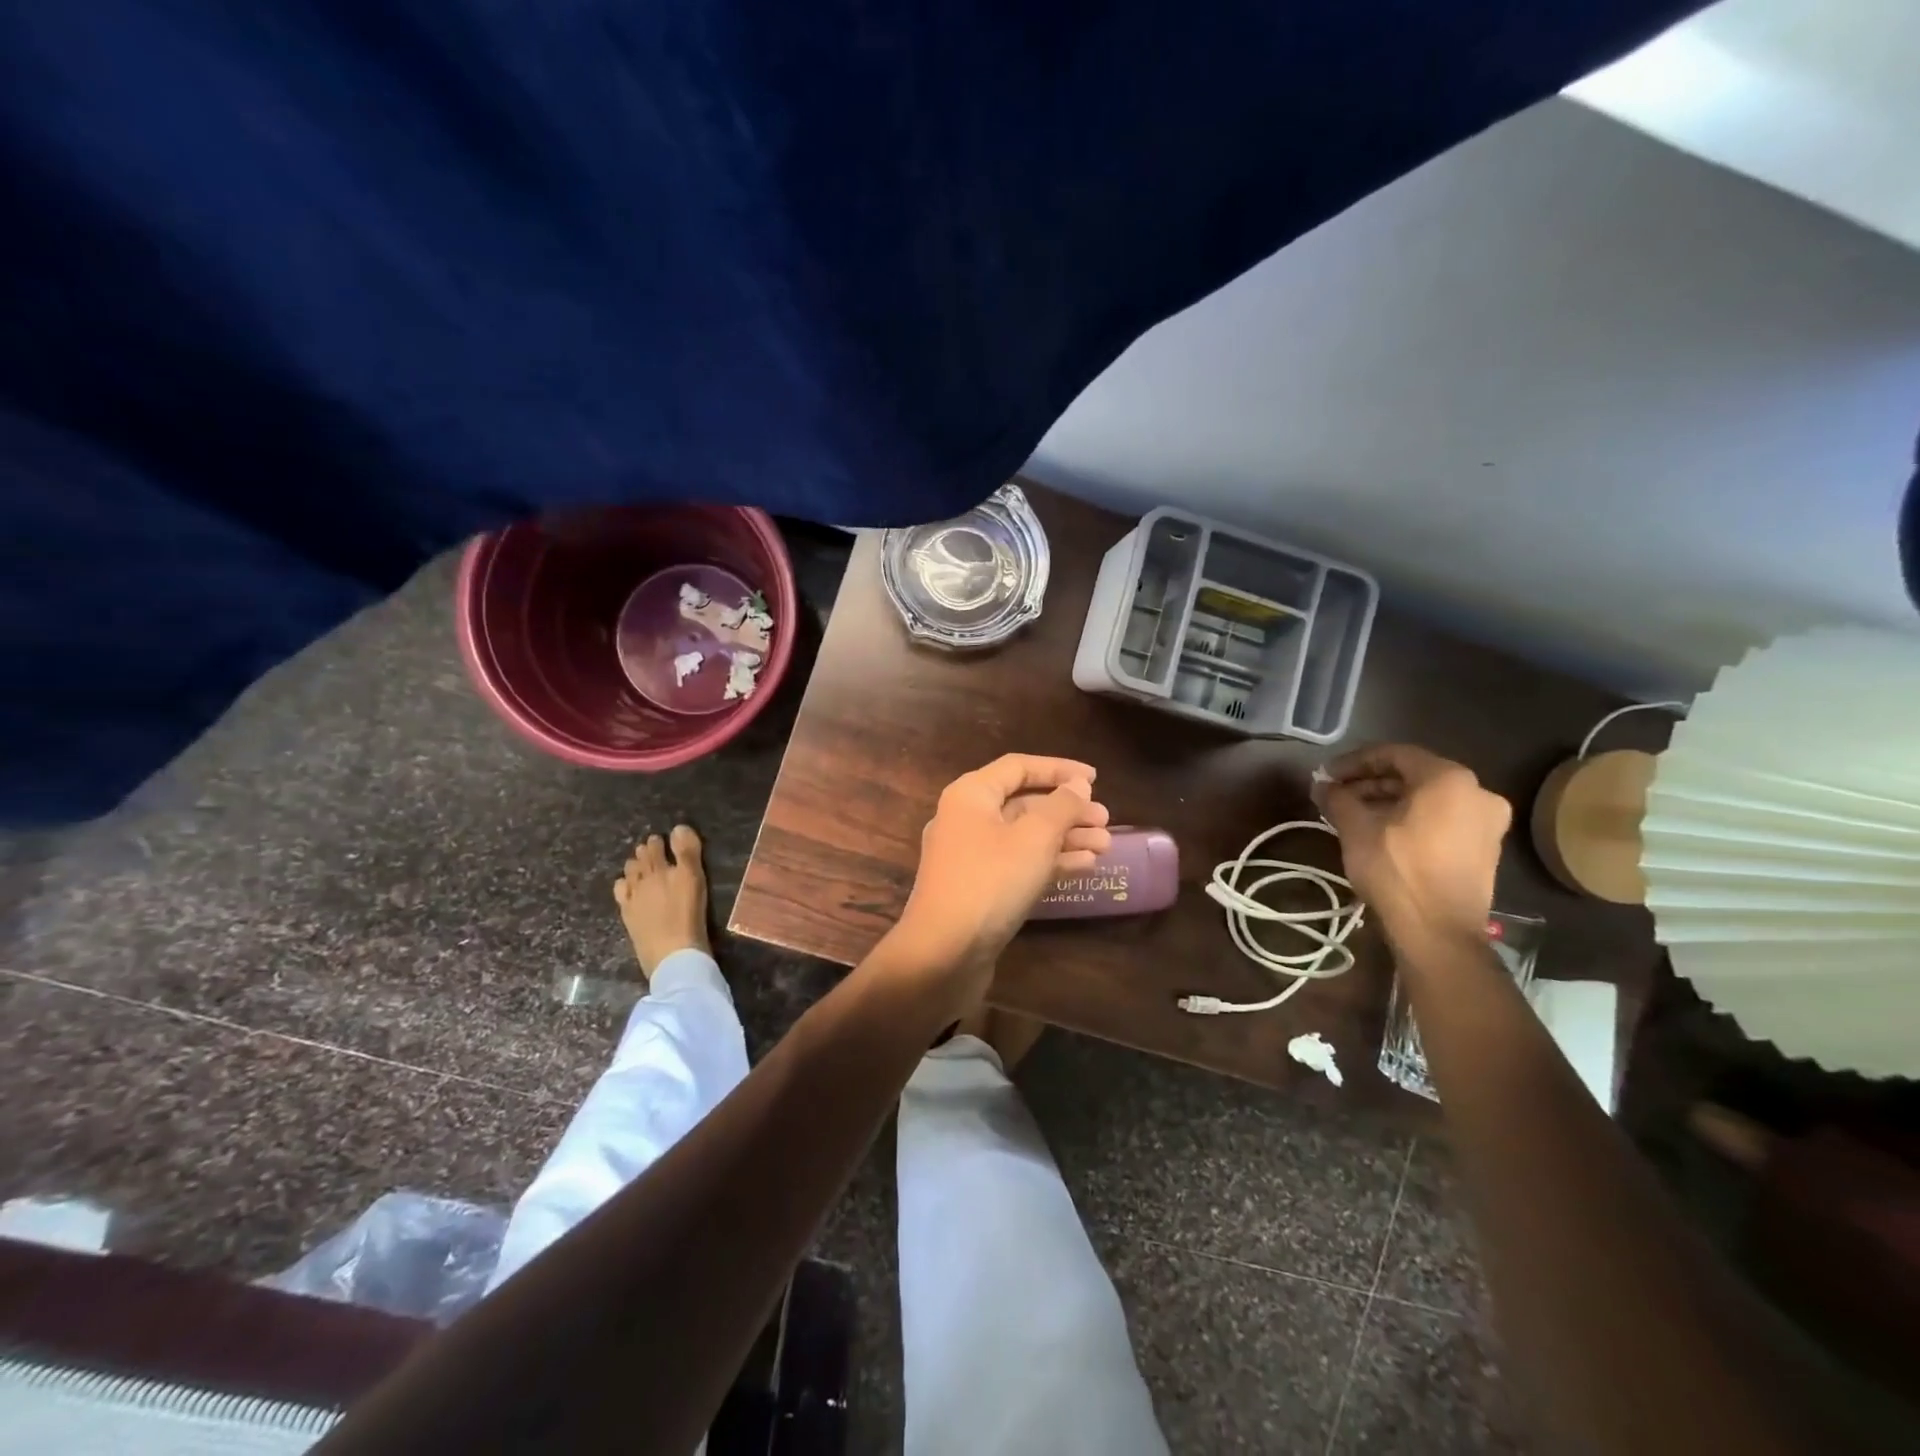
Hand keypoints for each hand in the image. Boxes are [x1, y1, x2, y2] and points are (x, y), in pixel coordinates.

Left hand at [893, 754, 1112, 983]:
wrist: (943, 954)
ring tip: (1105, 845)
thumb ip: (1061, 806)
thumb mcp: (1034, 838)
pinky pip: (1018, 863)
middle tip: (1106, 820)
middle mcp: (966, 819)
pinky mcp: (978, 888)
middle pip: (1023, 803)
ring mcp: (970, 857)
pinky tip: (1084, 866)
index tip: (1095, 779)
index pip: (1019, 767)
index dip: (1059, 768)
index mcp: (970, 795)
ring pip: (1024, 836)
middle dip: (1067, 810)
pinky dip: (1049, 862)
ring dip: (1065, 837)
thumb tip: (1077, 785)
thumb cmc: (990, 882)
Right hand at [1312, 744, 1510, 947]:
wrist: (1438, 932)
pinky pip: (1442, 818)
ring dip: (1389, 801)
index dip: (1354, 762)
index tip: (1326, 775)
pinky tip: (1381, 832)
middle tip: (1337, 795)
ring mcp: (1487, 822)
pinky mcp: (1486, 848)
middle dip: (1371, 782)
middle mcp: (1477, 792)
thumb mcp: (1355, 828)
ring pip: (1428, 798)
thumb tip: (1322, 784)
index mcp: (1449, 778)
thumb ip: (1337, 797)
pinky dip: (1411, 818)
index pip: (1393, 754)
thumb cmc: (1396, 870)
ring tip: (1353, 814)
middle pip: (1414, 775)